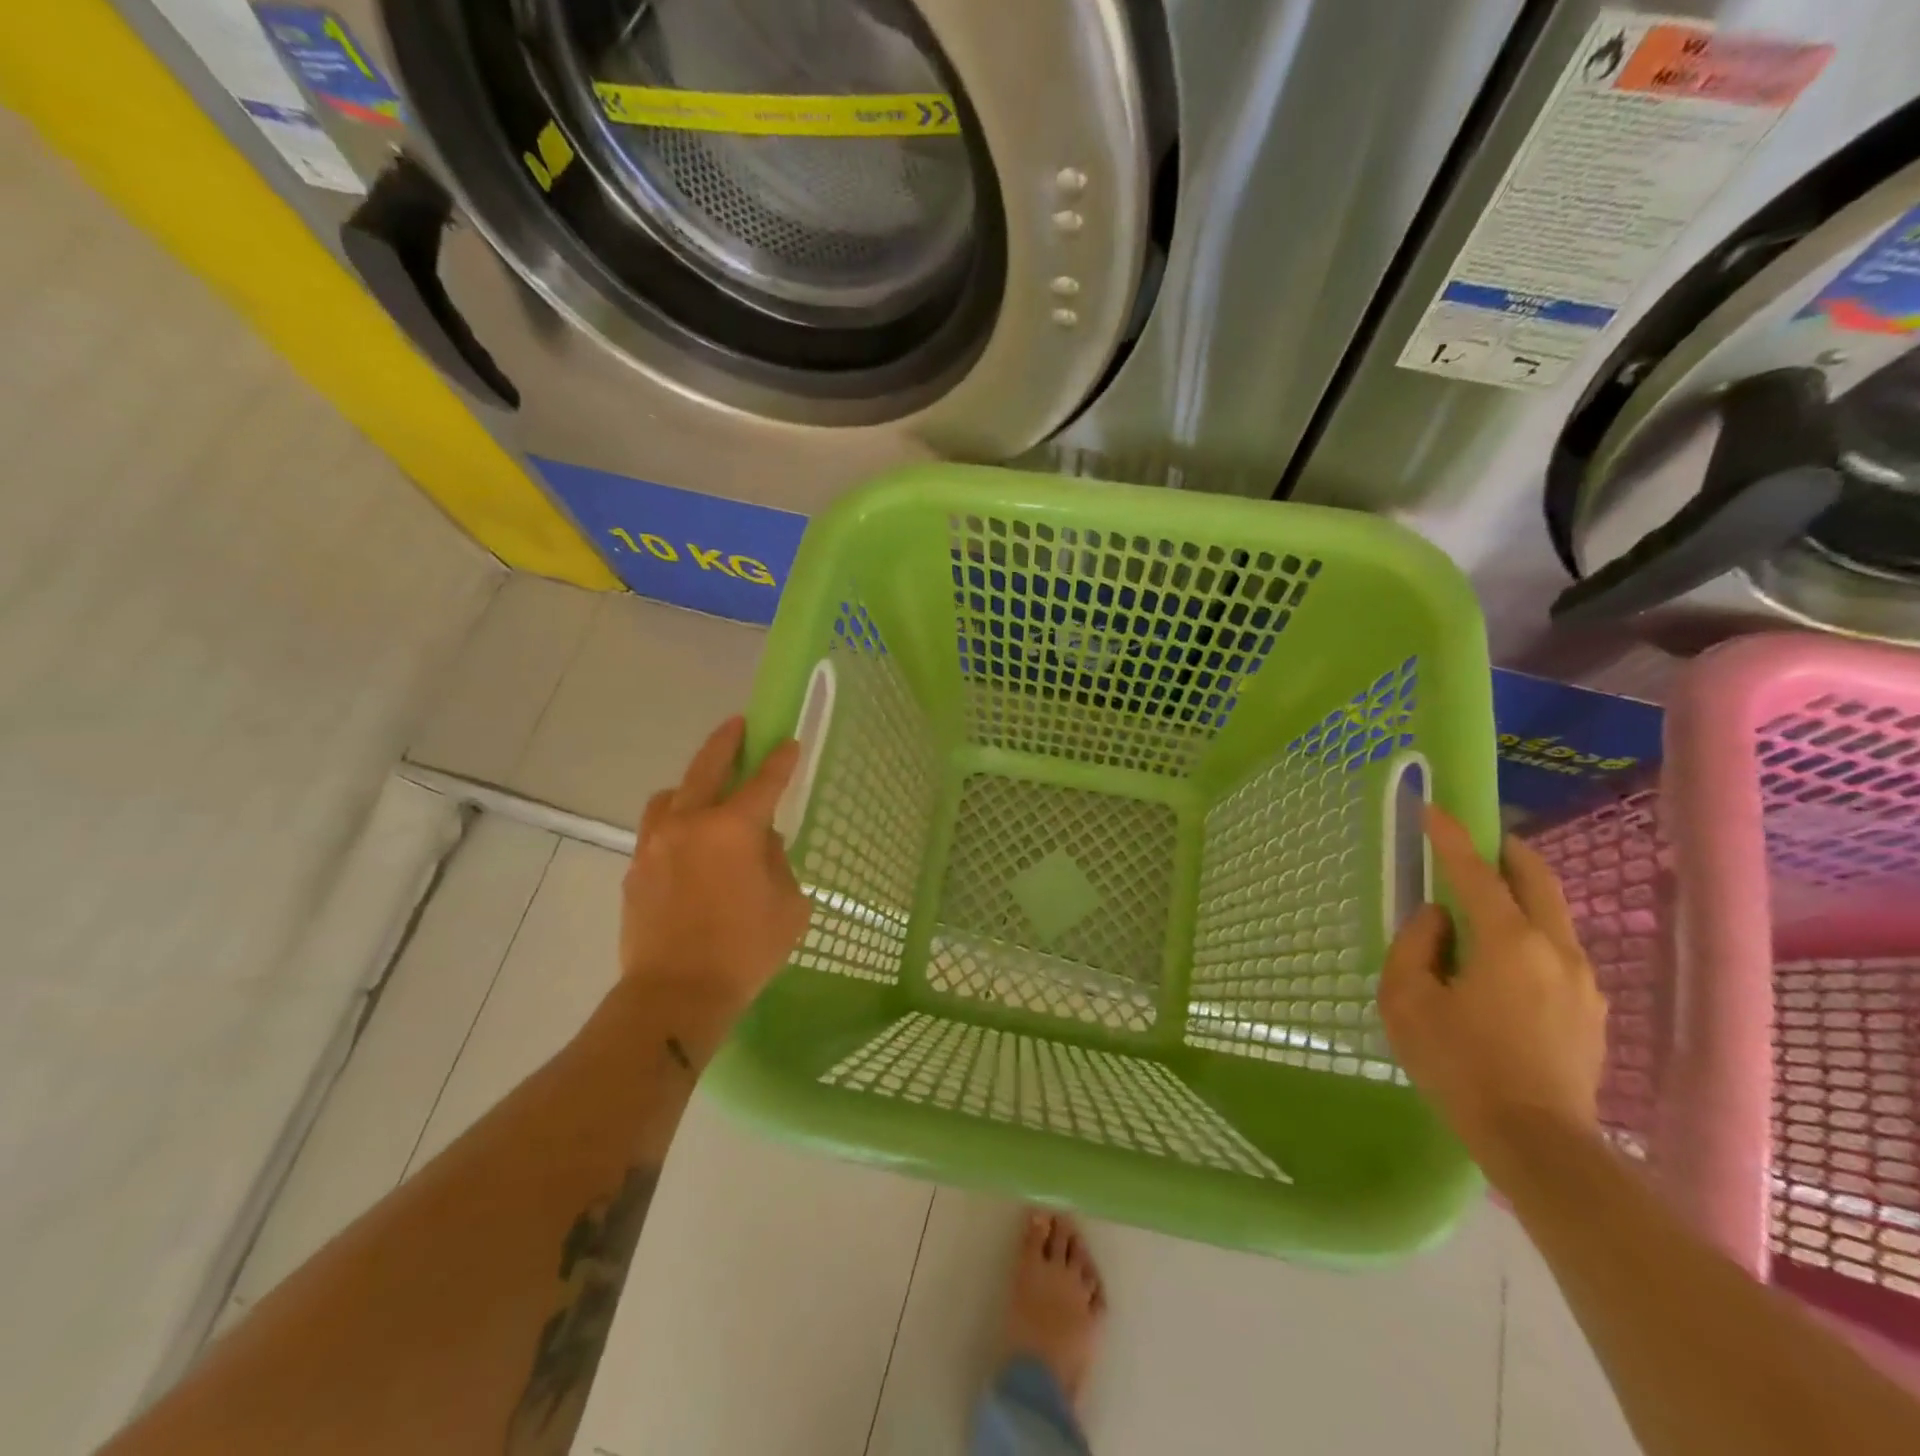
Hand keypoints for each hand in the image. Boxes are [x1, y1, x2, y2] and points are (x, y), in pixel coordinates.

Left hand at [618, 716, 811, 1034]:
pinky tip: (689, 844)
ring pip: (671, 795)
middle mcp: (690, 823)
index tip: (788, 741)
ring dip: (692, 784)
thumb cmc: (745, 951)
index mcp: (733, 829)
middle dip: (726, 741)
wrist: (675, 995)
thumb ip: (778, 862)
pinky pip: (656, 829)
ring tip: (707, 793)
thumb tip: (761, 843)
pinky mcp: (635, 868)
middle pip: (707, 767)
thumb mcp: (788, 906)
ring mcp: (655, 843)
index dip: (780, 759)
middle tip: (739, 725)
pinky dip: (675, 823)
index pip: (764, 781)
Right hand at [1378, 805, 1608, 1179]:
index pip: (1476, 871)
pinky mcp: (1589, 1007)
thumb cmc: (1458, 1065)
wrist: (1536, 1141)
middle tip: (1473, 841)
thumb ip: (1416, 945)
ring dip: (1518, 891)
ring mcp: (1581, 978)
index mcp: (1507, 940)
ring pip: (1552, 912)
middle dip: (1505, 849)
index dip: (1451, 835)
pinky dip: (1528, 928)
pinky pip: (1556, 946)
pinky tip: (1500, 955)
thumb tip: (1439, 919)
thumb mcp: (1407, 1000)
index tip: (1433, 808)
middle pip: (1537, 877)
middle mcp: (1554, 947)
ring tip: (1481, 900)